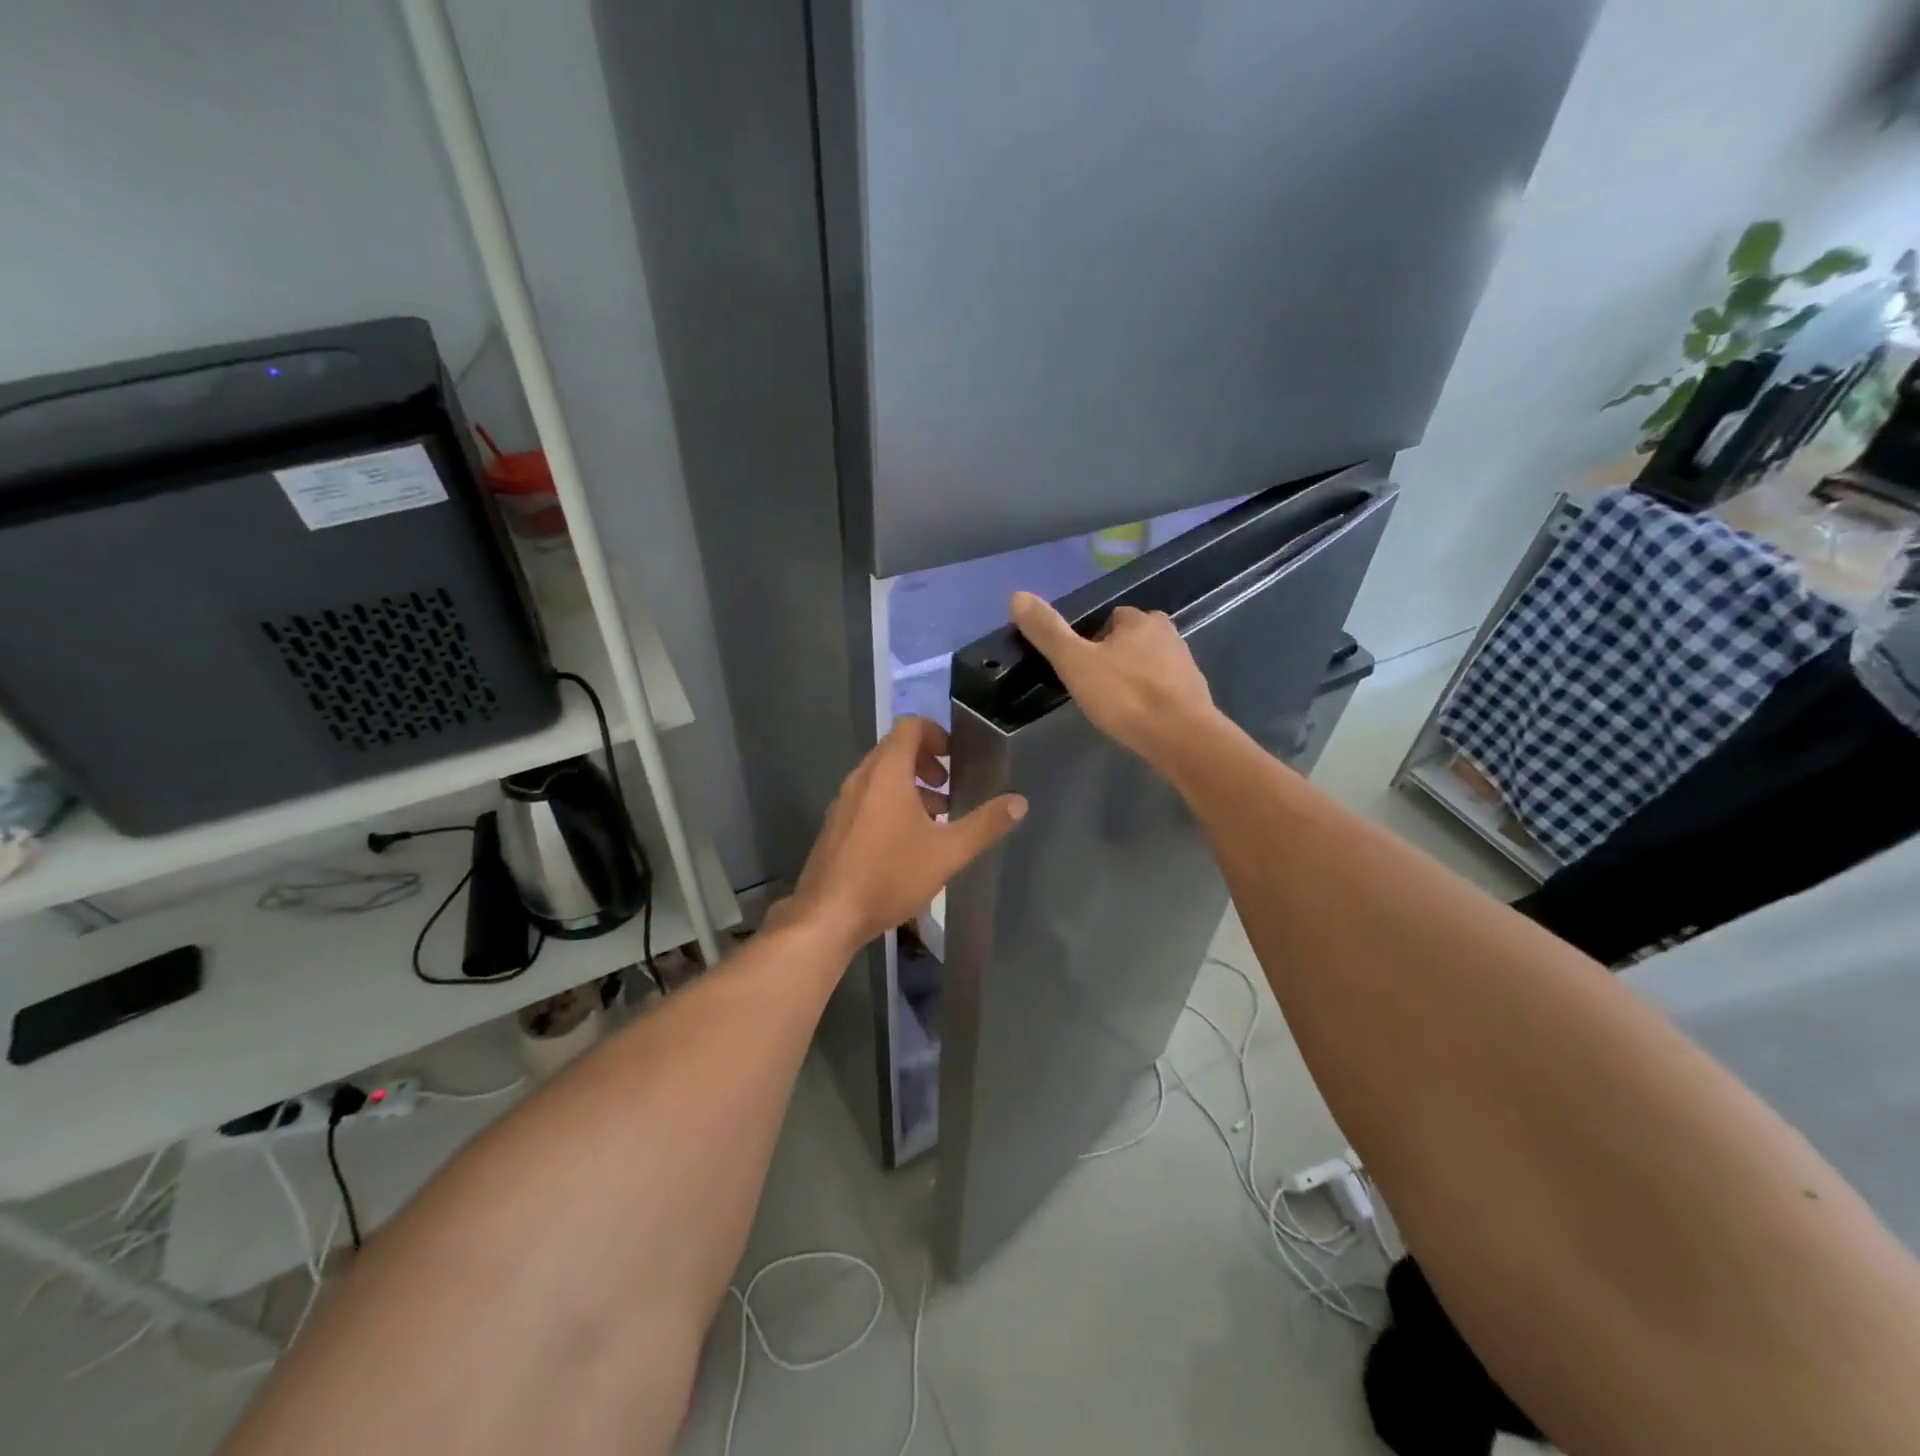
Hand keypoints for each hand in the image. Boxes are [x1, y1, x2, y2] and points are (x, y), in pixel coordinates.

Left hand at [779, 716, 1026, 954]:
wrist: (829, 915)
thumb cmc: (890, 875)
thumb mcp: (948, 852)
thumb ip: (985, 824)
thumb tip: (1019, 802)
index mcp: (886, 772)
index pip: (909, 727)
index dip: (936, 733)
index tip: (955, 758)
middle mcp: (861, 778)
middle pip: (895, 750)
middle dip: (926, 763)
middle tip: (948, 788)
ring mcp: (844, 802)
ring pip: (880, 777)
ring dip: (909, 786)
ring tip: (935, 818)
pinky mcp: (836, 826)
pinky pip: (867, 798)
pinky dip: (890, 804)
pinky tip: (906, 843)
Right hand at [1009, 591, 1219, 770]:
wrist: (1182, 739)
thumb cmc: (1126, 696)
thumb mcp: (1075, 662)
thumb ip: (1048, 631)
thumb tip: (1017, 595)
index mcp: (1141, 620)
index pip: (1109, 619)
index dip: (1090, 641)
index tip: (1079, 667)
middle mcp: (1168, 634)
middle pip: (1130, 641)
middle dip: (1113, 659)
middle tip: (1094, 689)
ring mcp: (1186, 665)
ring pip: (1148, 665)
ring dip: (1132, 680)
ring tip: (1114, 706)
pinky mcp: (1195, 695)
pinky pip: (1163, 690)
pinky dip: (1149, 700)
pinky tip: (1138, 719)